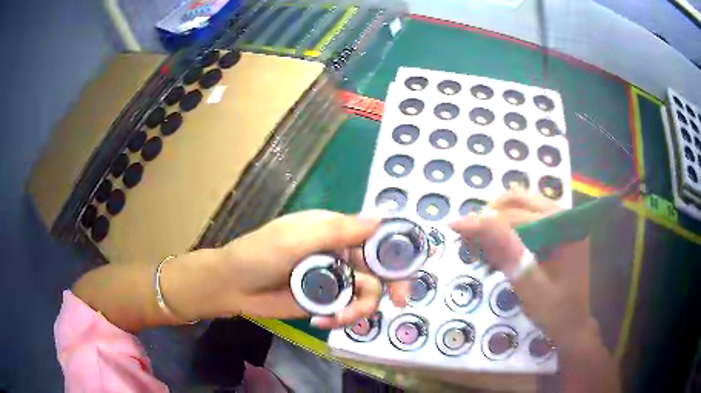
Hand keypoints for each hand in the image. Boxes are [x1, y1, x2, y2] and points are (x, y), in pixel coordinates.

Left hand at [171, 210, 408, 328]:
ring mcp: (333, 278)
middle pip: (379, 268)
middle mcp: (339, 253)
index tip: (412, 266)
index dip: (397, 248)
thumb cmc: (259, 254)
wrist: (233, 286)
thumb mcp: (296, 239)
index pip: (375, 235)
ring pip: (366, 292)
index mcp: (334, 230)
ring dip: (359, 308)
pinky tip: (322, 321)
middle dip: (390, 285)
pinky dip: (343, 317)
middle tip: (399, 302)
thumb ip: (338, 231)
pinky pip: (348, 308)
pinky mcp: (325, 299)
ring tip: (337, 319)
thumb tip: (381, 219)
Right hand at [449, 188, 592, 345]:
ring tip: (480, 241)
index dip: (484, 221)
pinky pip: (528, 217)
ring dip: (497, 220)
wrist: (573, 324)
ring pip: (522, 206)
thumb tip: (477, 223)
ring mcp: (562, 222)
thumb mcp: (530, 286)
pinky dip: (508, 227)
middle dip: (490, 217)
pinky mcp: (557, 230)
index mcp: (564, 228)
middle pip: (520, 202)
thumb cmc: (554, 311)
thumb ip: (509, 253)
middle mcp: (565, 217)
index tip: (454, 226)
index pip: (517, 216)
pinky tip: (498, 245)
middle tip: (467, 236)